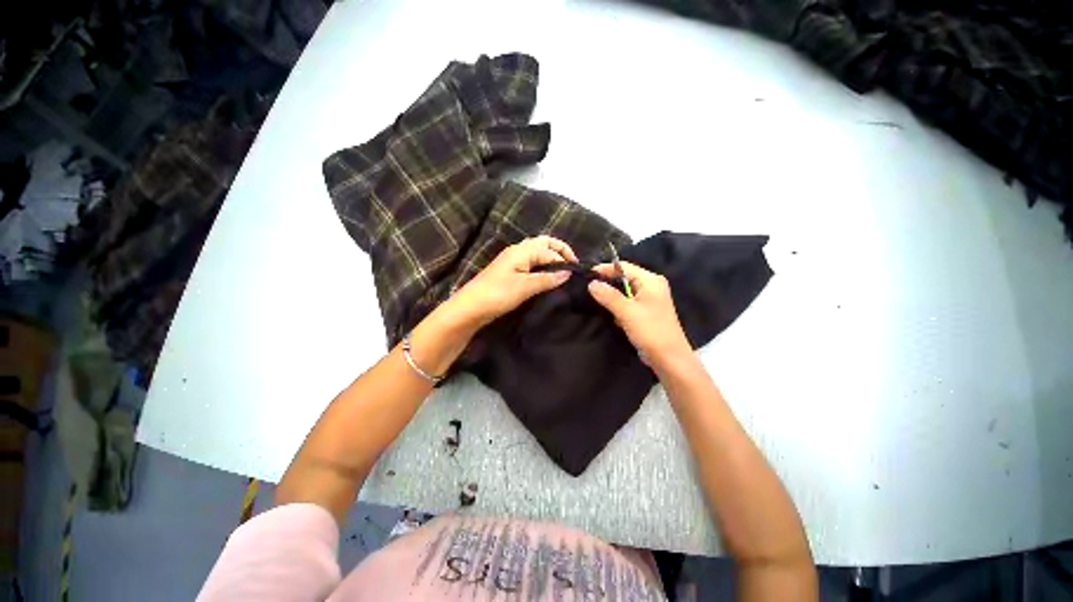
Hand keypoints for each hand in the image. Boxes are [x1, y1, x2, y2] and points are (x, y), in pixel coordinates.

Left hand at [448, 235, 577, 327]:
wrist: (470, 307)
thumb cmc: (498, 294)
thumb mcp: (525, 287)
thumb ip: (547, 278)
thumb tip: (568, 272)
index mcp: (522, 250)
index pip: (550, 251)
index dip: (565, 260)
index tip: (577, 273)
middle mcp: (518, 250)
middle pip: (544, 243)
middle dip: (560, 250)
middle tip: (572, 264)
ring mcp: (512, 260)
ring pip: (537, 251)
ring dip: (551, 256)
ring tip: (562, 269)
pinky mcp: (509, 271)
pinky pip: (531, 261)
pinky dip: (542, 264)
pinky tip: (546, 275)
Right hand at [588, 261, 691, 368]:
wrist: (669, 359)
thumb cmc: (650, 331)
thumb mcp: (627, 312)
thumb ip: (608, 296)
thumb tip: (591, 283)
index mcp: (650, 281)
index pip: (623, 267)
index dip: (605, 269)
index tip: (586, 275)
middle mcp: (651, 286)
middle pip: (624, 278)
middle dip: (607, 283)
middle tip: (588, 288)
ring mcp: (649, 299)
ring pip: (624, 292)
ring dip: (612, 297)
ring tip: (595, 300)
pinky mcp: (646, 312)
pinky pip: (628, 303)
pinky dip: (618, 306)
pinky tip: (610, 314)